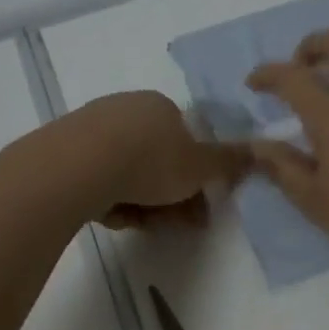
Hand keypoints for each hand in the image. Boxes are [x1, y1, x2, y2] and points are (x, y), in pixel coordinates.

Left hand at [71, 91, 248, 228]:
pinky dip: (109, 199)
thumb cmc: (149, 161)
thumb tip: (263, 150)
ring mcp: (92, 128)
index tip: (198, 208)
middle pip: (156, 159)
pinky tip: (109, 215)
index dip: (195, 177)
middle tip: (173, 224)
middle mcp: (126, 108)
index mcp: (161, 105)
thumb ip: (229, 162)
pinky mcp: (65, 150)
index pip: (185, 141)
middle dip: (168, 196)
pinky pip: (97, 179)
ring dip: (140, 202)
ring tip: (138, 222)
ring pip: (127, 173)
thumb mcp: (200, 167)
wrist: (78, 166)